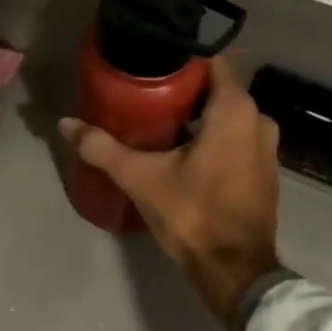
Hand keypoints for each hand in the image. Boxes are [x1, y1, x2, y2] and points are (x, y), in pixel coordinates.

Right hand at [60, 57, 280, 330]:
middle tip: (143, 90)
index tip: (149, 61)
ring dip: (196, 113)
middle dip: (182, 87)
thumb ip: (102, 147)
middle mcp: (258, 119)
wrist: (235, 272)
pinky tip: (180, 147)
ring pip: (226, 114)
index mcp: (235, 110)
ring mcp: (265, 146)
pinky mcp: (263, 170)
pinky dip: (211, 134)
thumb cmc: (193, 214)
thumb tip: (65, 123)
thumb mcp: (140, 178)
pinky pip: (235, 136)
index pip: (211, 61)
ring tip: (156, 117)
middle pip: (216, 87)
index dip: (179, 57)